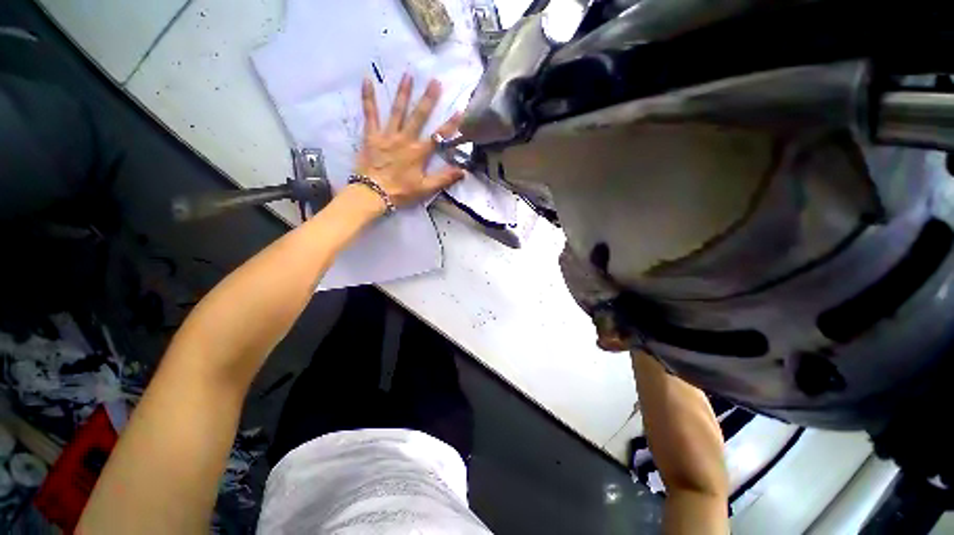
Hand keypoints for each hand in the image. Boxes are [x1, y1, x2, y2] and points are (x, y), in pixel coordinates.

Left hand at [353, 73, 465, 210]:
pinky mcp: (371, 136)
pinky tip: (366, 80)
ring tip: (408, 74)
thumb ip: (444, 178)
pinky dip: (368, 97)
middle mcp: (405, 139)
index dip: (450, 124)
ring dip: (403, 92)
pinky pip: (370, 114)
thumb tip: (463, 171)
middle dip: (428, 99)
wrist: (372, 194)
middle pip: (419, 116)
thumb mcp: (425, 188)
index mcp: (419, 153)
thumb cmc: (400, 192)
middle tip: (435, 81)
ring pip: (397, 111)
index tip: (460, 111)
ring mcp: (387, 135)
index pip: (438, 136)